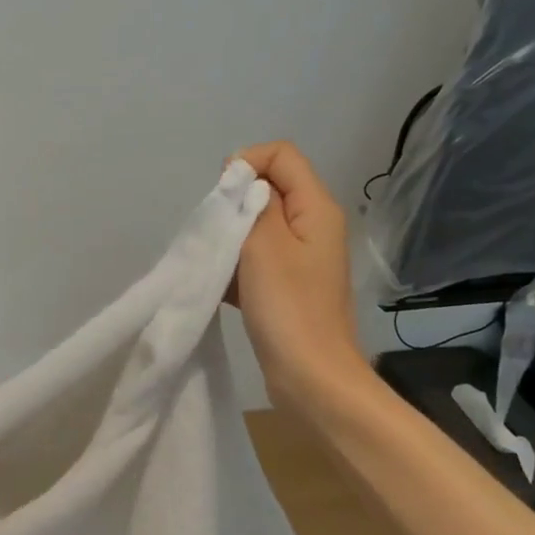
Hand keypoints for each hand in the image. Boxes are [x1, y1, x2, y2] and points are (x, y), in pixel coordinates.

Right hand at [232, 141, 365, 415]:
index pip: (281, 155)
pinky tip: (221, 287)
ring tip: (218, 263)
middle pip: (268, 188)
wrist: (311, 379)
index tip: (223, 198)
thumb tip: (240, 175)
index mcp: (316, 208)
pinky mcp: (287, 285)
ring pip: (257, 225)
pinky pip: (255, 258)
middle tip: (218, 233)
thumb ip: (250, 201)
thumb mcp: (264, 244)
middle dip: (234, 203)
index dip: (247, 164)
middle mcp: (313, 226)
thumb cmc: (288, 308)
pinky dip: (235, 265)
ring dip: (231, 237)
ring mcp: (301, 257)